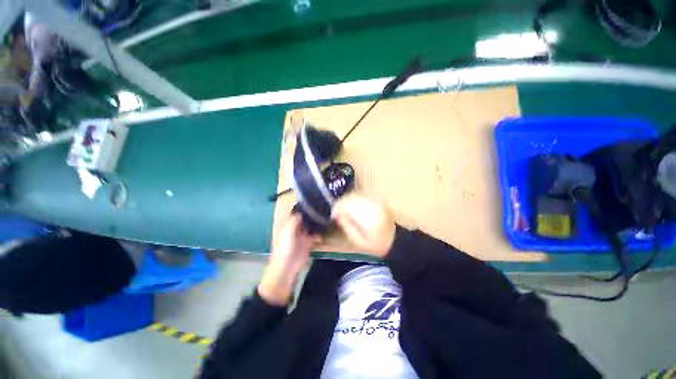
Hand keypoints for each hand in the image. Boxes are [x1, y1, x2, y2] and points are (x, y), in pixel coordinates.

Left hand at [259, 215, 320, 305]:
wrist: (287, 267)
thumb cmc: (285, 248)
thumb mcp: (288, 232)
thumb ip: (294, 221)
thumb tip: (301, 213)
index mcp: (290, 225)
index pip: (298, 214)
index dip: (305, 209)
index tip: (314, 203)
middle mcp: (297, 229)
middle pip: (306, 220)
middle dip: (313, 216)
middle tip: (324, 210)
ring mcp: (303, 236)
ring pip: (312, 228)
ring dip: (318, 225)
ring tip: (327, 220)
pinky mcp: (309, 244)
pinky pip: (316, 237)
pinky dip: (320, 236)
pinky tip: (324, 235)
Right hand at [331, 195, 395, 258]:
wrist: (396, 241)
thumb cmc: (375, 244)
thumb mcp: (357, 240)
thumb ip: (346, 225)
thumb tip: (336, 214)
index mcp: (367, 217)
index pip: (347, 205)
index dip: (337, 208)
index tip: (333, 214)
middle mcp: (372, 205)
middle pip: (351, 197)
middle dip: (342, 203)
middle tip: (338, 212)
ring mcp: (377, 201)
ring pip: (357, 194)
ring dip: (349, 200)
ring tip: (346, 210)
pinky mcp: (379, 200)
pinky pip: (363, 195)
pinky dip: (357, 199)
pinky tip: (355, 207)